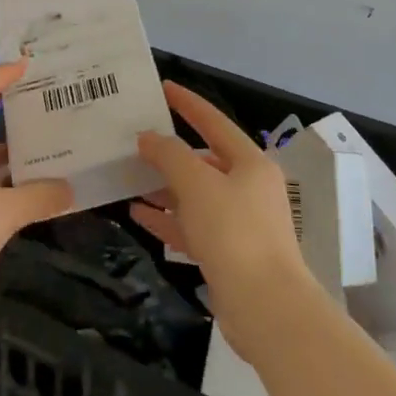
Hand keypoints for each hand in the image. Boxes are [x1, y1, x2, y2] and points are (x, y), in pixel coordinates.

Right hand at [131, 81, 314, 356]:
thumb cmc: (234, 233)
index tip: (162, 88)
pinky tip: (139, 213)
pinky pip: (191, 226)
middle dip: (169, 152)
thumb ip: (170, 155)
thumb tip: (149, 138)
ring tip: (128, 177)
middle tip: (134, 141)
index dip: (188, 103)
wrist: (266, 308)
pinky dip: (167, 219)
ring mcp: (239, 223)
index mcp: (250, 163)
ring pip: (195, 195)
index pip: (214, 122)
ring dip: (164, 187)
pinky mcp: (227, 254)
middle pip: (203, 160)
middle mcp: (248, 188)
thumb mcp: (197, 185)